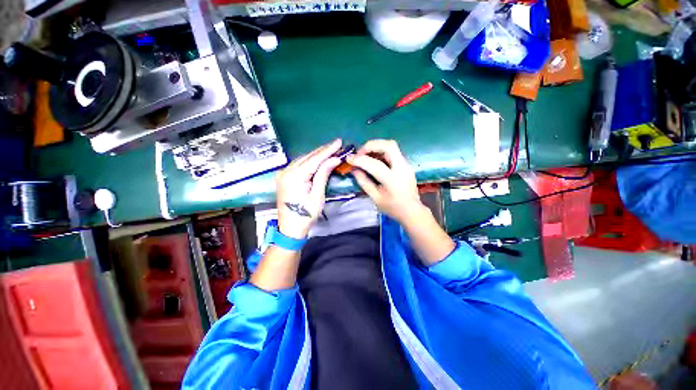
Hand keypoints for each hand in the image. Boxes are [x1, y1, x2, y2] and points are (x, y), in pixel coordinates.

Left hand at [276, 139, 341, 238]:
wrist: (290, 228)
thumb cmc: (306, 215)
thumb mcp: (317, 195)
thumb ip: (323, 174)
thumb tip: (334, 159)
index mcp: (294, 176)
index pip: (314, 159)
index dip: (328, 150)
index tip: (339, 142)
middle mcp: (286, 171)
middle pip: (307, 157)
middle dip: (323, 150)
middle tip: (337, 144)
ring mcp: (283, 174)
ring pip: (302, 159)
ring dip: (316, 154)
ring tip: (330, 149)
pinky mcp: (283, 177)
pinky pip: (298, 165)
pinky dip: (309, 161)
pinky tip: (317, 158)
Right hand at [347, 139, 425, 224]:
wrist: (412, 211)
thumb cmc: (393, 207)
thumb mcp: (375, 198)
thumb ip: (364, 182)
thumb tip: (354, 170)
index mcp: (393, 180)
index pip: (375, 164)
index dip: (360, 160)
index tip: (349, 159)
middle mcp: (402, 168)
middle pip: (389, 145)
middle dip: (371, 145)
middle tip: (359, 153)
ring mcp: (406, 165)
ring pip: (392, 146)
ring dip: (376, 147)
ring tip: (365, 155)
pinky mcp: (406, 164)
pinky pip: (393, 152)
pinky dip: (381, 151)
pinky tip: (374, 159)